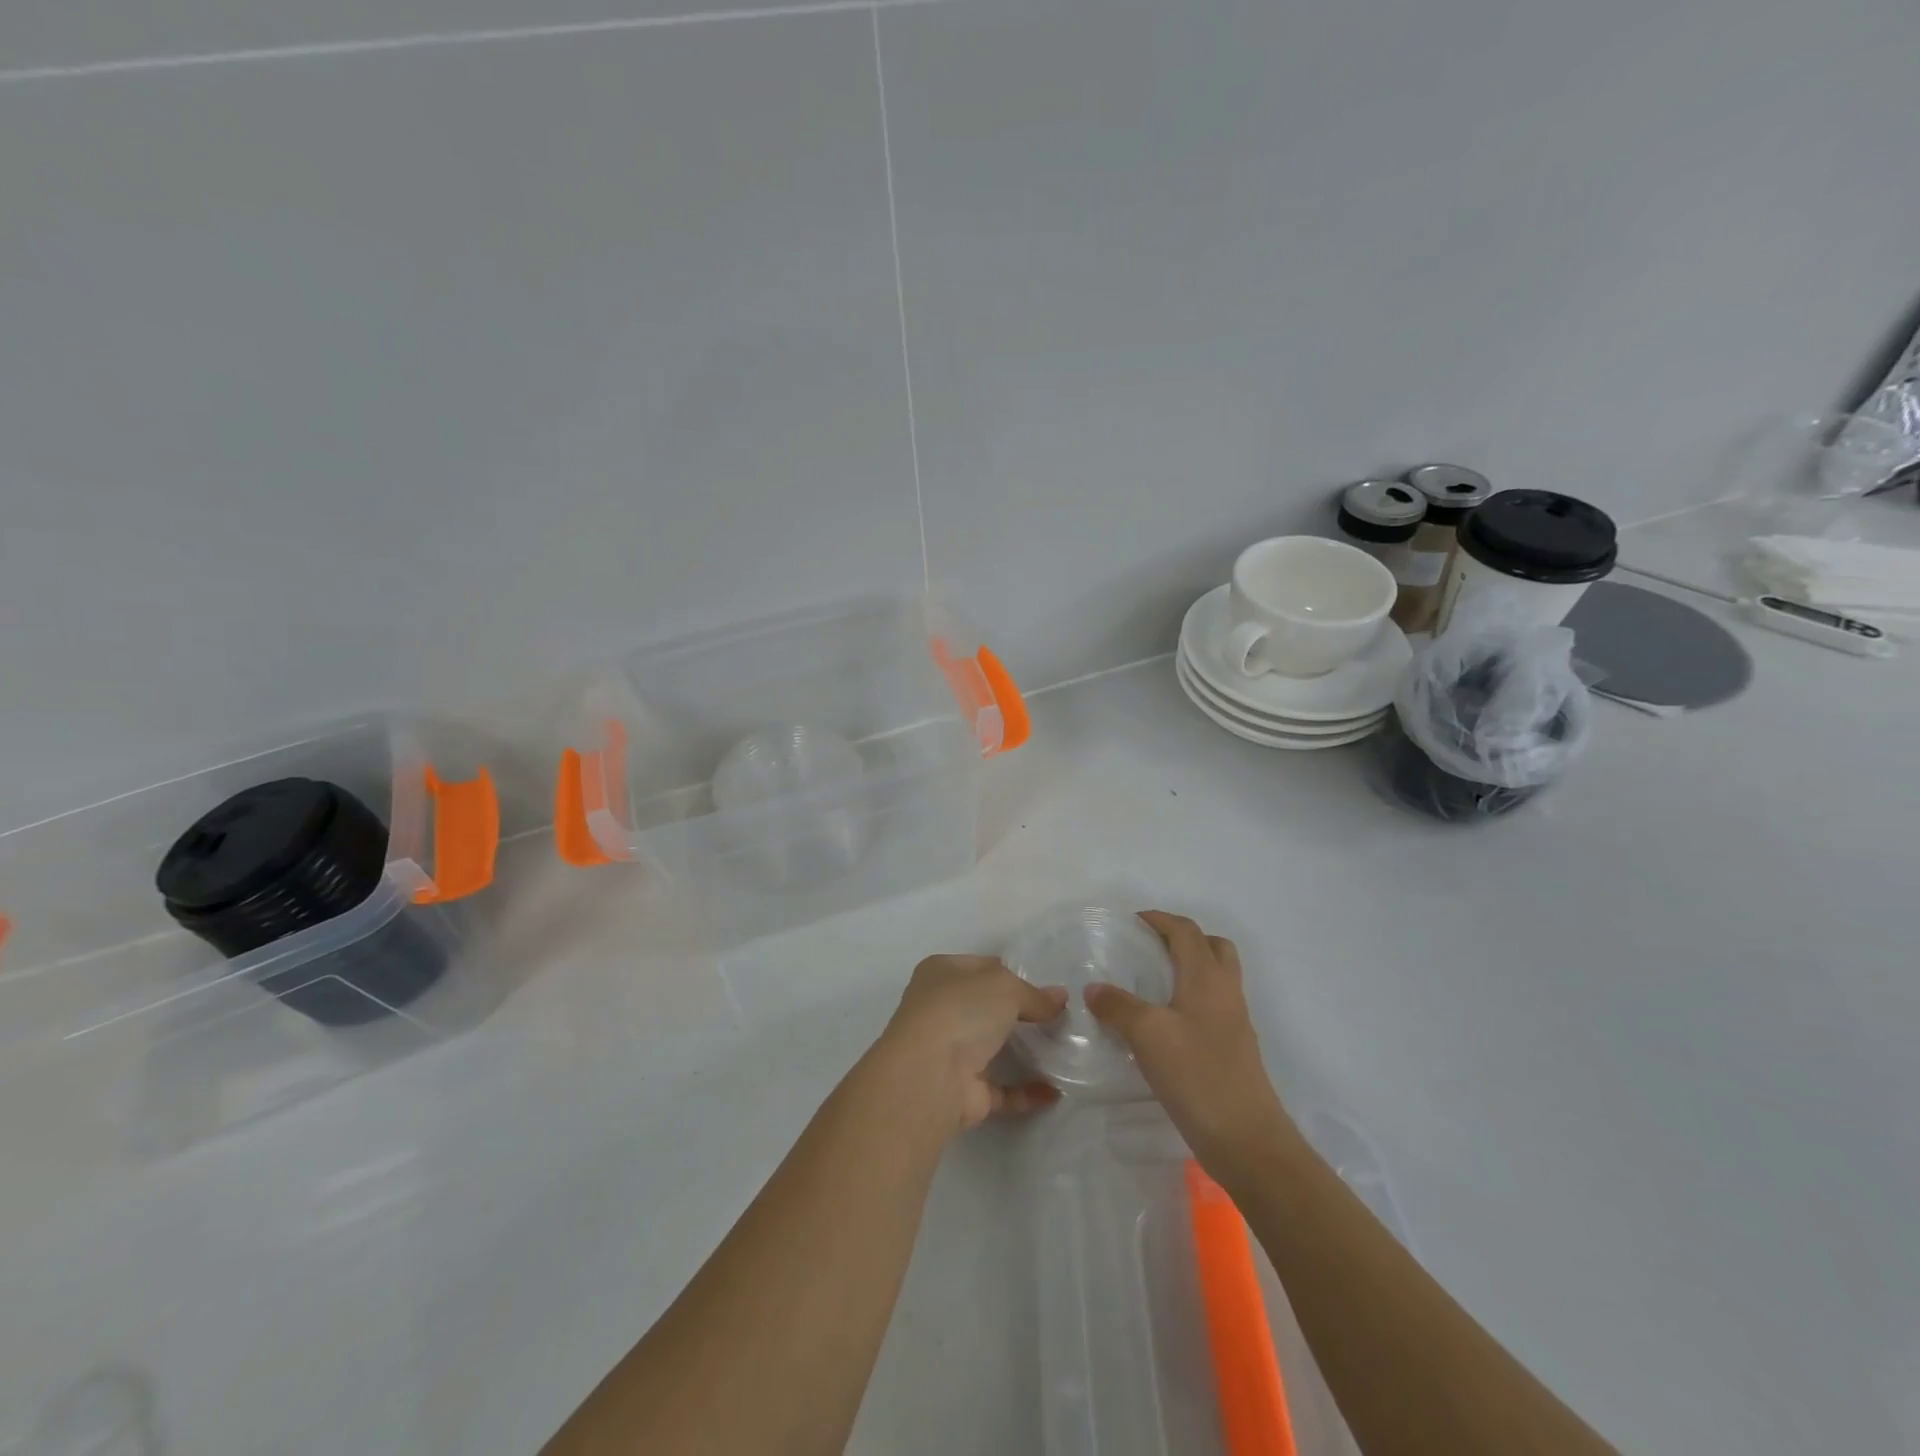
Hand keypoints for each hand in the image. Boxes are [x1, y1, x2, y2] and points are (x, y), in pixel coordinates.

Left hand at [877, 955, 1067, 1131]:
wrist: (929, 1077)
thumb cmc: (960, 1011)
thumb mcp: (1005, 987)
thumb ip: (1034, 994)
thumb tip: (1060, 998)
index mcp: (941, 973)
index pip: (982, 967)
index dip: (1013, 973)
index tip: (1046, 985)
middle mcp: (941, 1010)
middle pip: (988, 1008)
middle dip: (1021, 1013)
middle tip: (1061, 1018)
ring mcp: (950, 1053)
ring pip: (993, 1048)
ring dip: (1025, 1052)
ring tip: (1064, 1050)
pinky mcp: (963, 1092)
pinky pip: (1002, 1089)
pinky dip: (1026, 1091)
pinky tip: (1055, 1090)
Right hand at [1085, 912, 1293, 1170]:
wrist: (1247, 1139)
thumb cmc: (1197, 1075)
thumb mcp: (1147, 1034)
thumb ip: (1118, 1006)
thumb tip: (1093, 989)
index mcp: (1207, 977)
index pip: (1185, 931)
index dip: (1159, 919)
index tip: (1131, 922)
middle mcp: (1226, 992)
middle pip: (1212, 947)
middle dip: (1181, 939)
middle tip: (1149, 948)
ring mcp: (1234, 1022)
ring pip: (1215, 977)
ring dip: (1188, 969)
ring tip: (1151, 983)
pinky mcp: (1233, 1049)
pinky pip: (1212, 1006)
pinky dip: (1190, 999)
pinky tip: (1164, 1023)